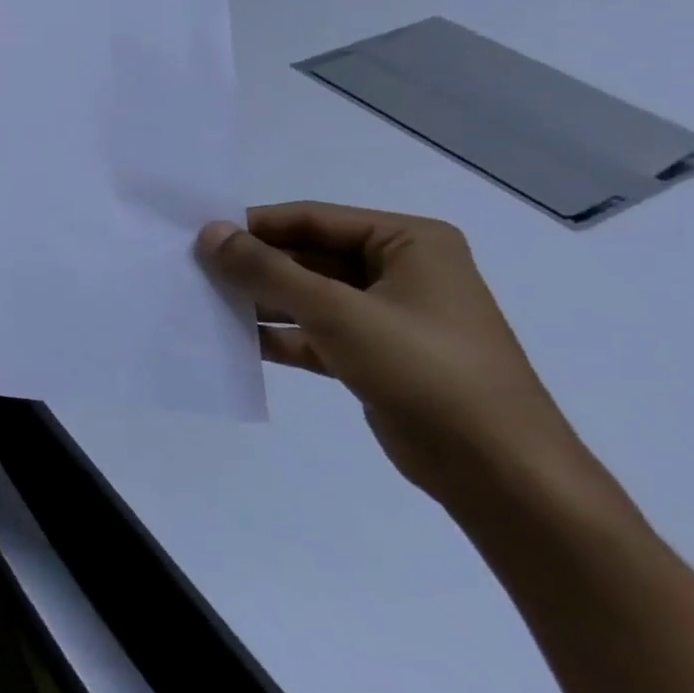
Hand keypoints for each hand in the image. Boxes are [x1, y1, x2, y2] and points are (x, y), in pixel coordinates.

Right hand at [196, 203, 587, 507]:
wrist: (500, 473)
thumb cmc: (425, 370)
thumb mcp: (337, 311)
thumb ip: (266, 270)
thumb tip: (208, 233)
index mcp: (409, 242)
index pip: (313, 219)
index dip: (254, 226)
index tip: (198, 237)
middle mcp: (401, 271)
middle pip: (307, 256)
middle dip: (254, 266)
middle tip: (193, 271)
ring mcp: (388, 316)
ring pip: (307, 295)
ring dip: (260, 300)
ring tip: (203, 302)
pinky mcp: (375, 356)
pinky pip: (314, 332)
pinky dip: (277, 334)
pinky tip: (233, 339)